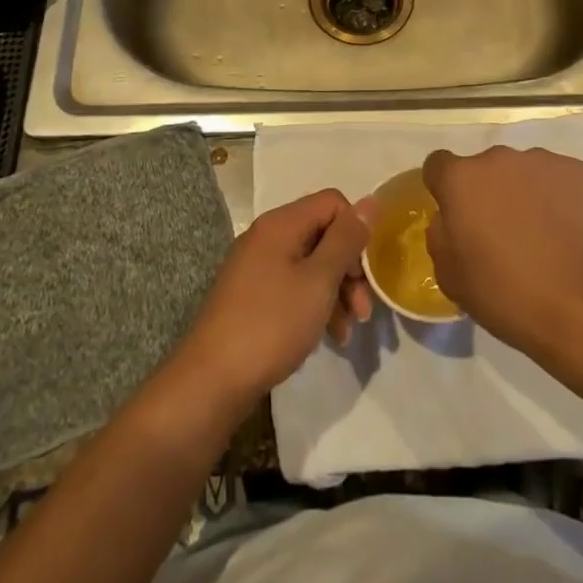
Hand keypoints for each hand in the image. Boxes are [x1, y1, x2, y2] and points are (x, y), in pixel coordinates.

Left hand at [179, 190, 372, 407]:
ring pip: (311, 264)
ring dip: (335, 292)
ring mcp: (256, 267)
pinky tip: (326, 336)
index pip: (333, 203)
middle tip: (363, 309)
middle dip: (349, 269)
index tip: (364, 272)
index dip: (355, 232)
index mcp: (281, 223)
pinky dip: (314, 304)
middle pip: (323, 234)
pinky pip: (293, 286)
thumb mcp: (318, 280)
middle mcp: (266, 236)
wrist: (211, 381)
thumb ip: (346, 240)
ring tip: (347, 331)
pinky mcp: (251, 295)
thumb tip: (371, 201)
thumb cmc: (271, 324)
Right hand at [422, 146, 582, 353]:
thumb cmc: (502, 292)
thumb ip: (440, 233)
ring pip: (519, 171)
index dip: (443, 188)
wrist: (575, 304)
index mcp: (460, 178)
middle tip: (498, 230)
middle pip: (482, 168)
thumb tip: (450, 217)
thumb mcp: (448, 274)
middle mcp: (497, 158)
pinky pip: (553, 177)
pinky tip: (561, 228)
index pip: (438, 165)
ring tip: (535, 231)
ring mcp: (539, 160)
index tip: (454, 214)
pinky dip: (552, 195)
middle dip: (485, 191)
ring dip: (519, 191)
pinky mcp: (574, 170)